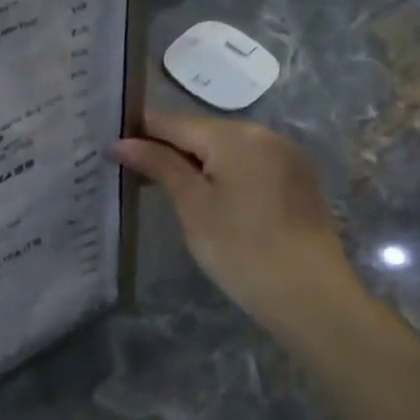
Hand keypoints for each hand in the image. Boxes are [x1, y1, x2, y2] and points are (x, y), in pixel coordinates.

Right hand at [114, 109, 363, 333]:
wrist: (311, 297)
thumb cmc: (240, 248)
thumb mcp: (192, 204)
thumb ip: (158, 165)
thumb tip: (121, 143)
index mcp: (235, 135)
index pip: (172, 121)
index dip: (138, 131)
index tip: (108, 146)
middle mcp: (263, 134)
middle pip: (199, 132)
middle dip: (164, 147)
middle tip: (129, 169)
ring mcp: (285, 156)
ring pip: (223, 148)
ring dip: (191, 161)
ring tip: (159, 183)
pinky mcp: (295, 179)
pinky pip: (246, 163)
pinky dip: (219, 172)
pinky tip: (203, 196)